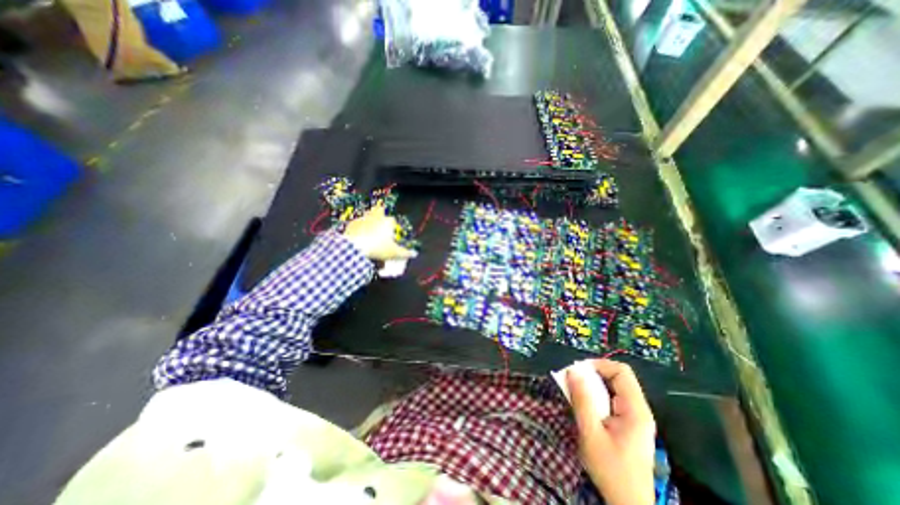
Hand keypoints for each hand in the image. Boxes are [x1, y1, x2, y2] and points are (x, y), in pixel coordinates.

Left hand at [345, 204, 417, 259]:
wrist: (355, 247)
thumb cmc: (377, 248)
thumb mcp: (394, 253)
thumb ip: (406, 253)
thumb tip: (414, 254)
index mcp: (388, 222)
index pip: (393, 220)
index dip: (393, 226)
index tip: (392, 234)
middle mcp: (376, 217)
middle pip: (380, 211)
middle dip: (380, 216)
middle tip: (380, 226)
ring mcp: (364, 219)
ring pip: (368, 216)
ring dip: (370, 221)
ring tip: (370, 232)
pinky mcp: (352, 223)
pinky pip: (357, 223)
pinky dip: (358, 228)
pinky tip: (359, 236)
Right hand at [568, 359, 654, 504]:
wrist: (628, 504)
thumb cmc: (611, 470)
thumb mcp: (591, 434)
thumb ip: (582, 401)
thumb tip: (572, 371)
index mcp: (635, 410)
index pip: (621, 372)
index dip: (599, 365)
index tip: (578, 370)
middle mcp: (638, 410)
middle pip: (617, 378)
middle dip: (593, 374)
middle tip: (573, 380)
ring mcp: (634, 418)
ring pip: (613, 388)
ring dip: (592, 386)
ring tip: (575, 392)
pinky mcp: (628, 424)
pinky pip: (611, 400)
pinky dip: (595, 397)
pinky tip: (584, 406)